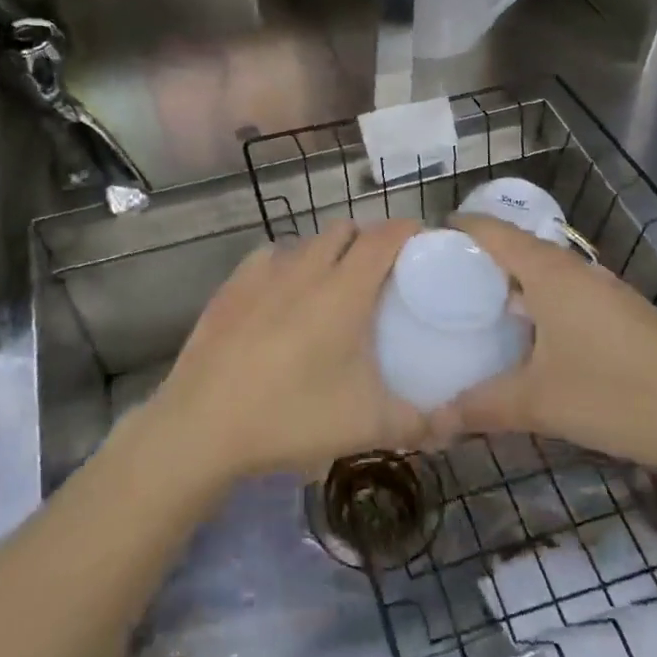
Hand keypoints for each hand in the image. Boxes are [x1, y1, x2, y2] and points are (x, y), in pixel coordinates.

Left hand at [149, 220, 426, 484]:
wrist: (203, 425)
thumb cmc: (292, 417)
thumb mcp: (367, 426)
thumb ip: (419, 423)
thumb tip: (453, 424)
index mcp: (344, 290)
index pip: (384, 237)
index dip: (407, 230)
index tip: (422, 241)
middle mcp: (305, 268)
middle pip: (344, 229)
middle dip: (367, 239)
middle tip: (380, 273)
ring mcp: (262, 273)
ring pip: (305, 242)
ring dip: (326, 251)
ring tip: (332, 285)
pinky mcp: (231, 286)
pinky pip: (269, 257)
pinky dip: (287, 265)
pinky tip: (282, 294)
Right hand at [438, 216, 656, 486]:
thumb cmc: (618, 396)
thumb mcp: (540, 404)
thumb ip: (481, 407)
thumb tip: (432, 420)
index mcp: (550, 273)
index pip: (491, 230)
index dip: (454, 230)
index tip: (419, 246)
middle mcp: (576, 270)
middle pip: (515, 248)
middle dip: (475, 260)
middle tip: (435, 284)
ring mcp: (604, 290)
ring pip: (542, 272)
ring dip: (508, 283)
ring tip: (473, 309)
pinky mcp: (622, 313)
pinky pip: (564, 292)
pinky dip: (536, 301)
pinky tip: (526, 337)